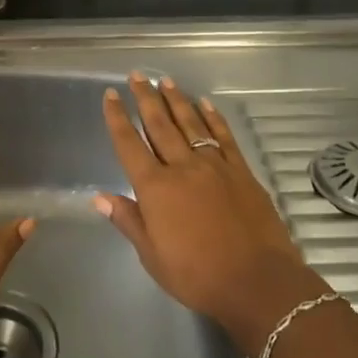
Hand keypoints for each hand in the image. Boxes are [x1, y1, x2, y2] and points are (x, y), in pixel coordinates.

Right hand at [96, 73, 316, 345]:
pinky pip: (224, 137)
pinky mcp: (241, 172)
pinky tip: (205, 104)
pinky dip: (213, 118)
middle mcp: (182, 167)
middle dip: (146, 98)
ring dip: (176, 100)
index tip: (110, 95)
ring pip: (190, 124)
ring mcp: (214, 166)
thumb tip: (99, 197)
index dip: (117, 118)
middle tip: (137, 75)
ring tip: (165, 80)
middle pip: (159, 125)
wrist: (257, 282)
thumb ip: (128, 221)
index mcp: (155, 188)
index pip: (129, 144)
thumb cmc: (197, 275)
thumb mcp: (152, 256)